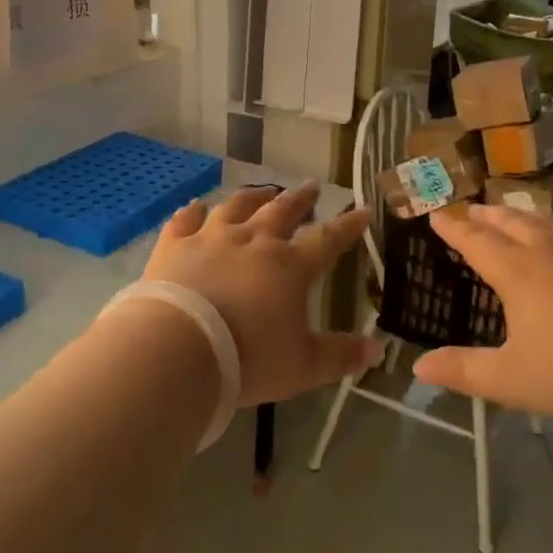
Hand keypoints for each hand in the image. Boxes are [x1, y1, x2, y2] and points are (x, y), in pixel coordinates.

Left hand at [139, 184, 379, 405]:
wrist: (177, 350)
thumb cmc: (248, 360)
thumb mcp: (303, 366)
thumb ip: (340, 355)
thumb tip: (378, 348)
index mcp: (290, 266)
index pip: (327, 239)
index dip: (347, 225)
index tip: (361, 210)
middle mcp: (254, 241)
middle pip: (282, 210)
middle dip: (301, 198)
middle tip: (312, 186)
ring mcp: (211, 238)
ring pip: (237, 206)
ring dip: (253, 196)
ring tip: (264, 190)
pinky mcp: (174, 246)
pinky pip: (186, 220)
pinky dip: (193, 211)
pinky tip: (197, 206)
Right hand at [413, 204, 552, 426]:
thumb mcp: (511, 380)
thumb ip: (463, 371)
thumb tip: (418, 367)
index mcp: (519, 273)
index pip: (476, 241)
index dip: (454, 228)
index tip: (438, 215)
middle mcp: (551, 251)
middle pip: (512, 223)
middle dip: (487, 215)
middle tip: (472, 208)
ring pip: (549, 223)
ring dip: (524, 216)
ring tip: (515, 215)